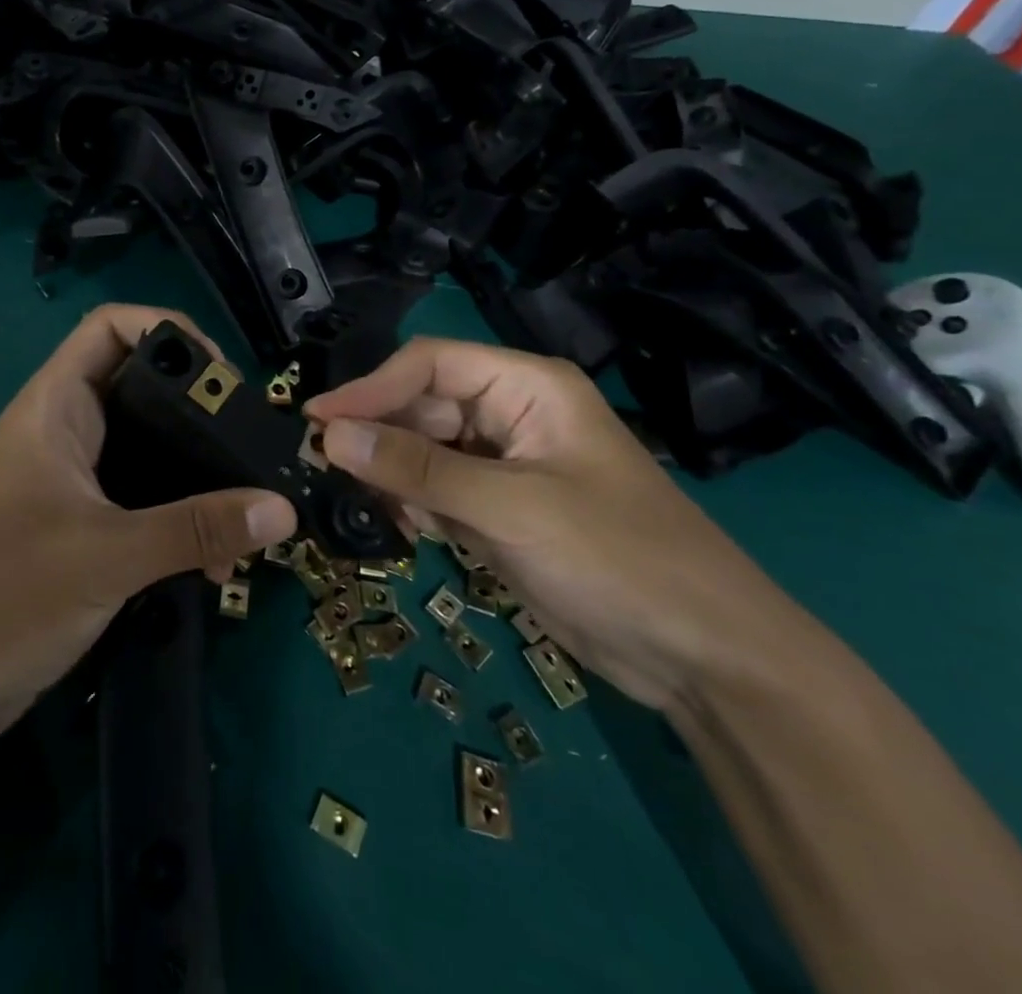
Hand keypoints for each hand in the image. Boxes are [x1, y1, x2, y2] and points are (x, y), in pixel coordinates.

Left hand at [0, 305, 296, 752]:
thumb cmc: (1, 597)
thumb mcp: (106, 556)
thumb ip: (194, 529)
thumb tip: (282, 510)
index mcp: (55, 407)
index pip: (111, 327)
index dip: (168, 329)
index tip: (224, 375)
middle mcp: (67, 430)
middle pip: (142, 383)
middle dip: (199, 401)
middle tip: (251, 436)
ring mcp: (76, 478)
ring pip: (150, 444)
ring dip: (197, 464)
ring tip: (248, 493)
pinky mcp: (86, 523)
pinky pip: (148, 495)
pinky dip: (183, 509)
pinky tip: (217, 549)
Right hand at [303, 338, 801, 711]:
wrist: (704, 658)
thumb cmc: (617, 559)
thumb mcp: (510, 508)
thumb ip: (417, 468)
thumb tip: (330, 435)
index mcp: (526, 387)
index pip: (429, 364)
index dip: (371, 388)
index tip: (317, 421)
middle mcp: (512, 415)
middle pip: (422, 406)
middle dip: (378, 436)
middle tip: (325, 469)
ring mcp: (506, 465)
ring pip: (424, 450)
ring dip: (394, 474)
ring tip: (370, 505)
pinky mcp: (501, 509)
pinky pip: (439, 490)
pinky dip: (416, 506)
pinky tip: (411, 531)